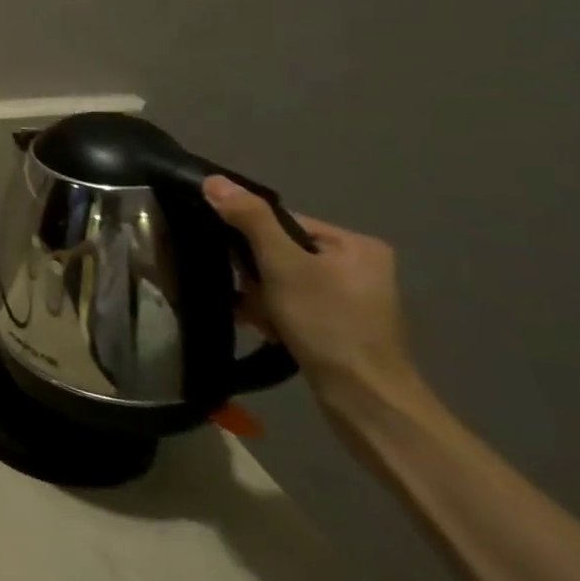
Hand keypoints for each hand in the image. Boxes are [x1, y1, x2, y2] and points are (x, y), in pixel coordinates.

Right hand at [202, 176, 423, 414]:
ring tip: (257, 316)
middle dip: (254, 273)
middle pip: (280, 252)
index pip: (282, 222)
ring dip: (260, 296)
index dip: (249, 238)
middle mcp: (359, 266)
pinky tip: (263, 328)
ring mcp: (351, 299)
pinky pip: (292, 304)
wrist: (366, 400)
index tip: (237, 263)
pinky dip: (273, 313)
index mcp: (355, 244)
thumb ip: (250, 220)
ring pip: (281, 280)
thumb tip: (213, 180)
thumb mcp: (283, 265)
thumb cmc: (328, 324)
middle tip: (250, 294)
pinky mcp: (340, 326)